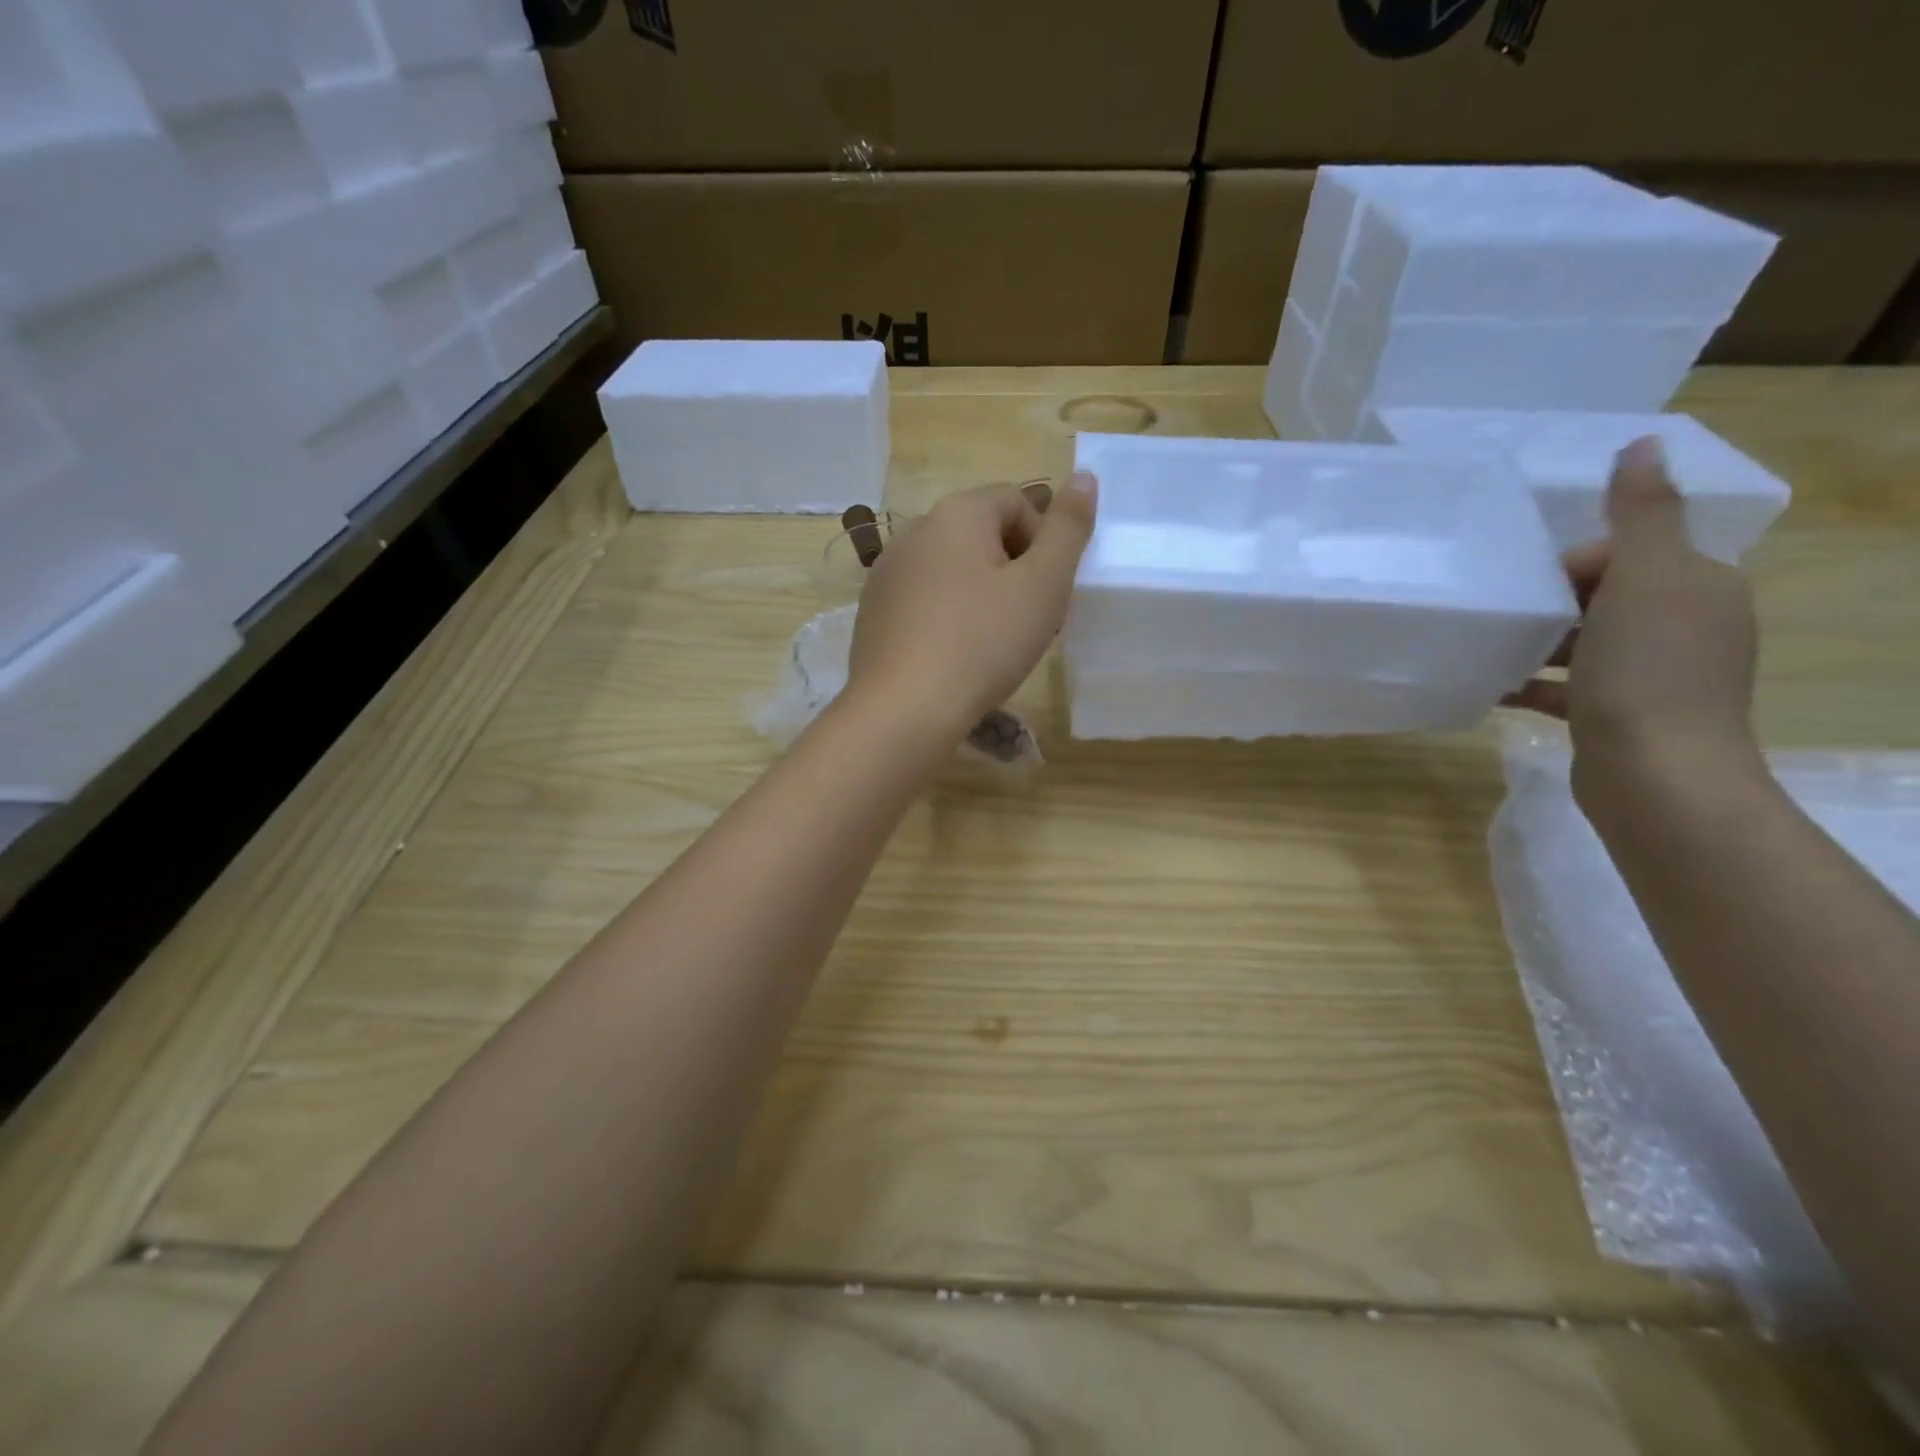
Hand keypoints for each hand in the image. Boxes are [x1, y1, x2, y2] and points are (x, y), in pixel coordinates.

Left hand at [846, 475, 1097, 737]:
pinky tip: (955, 657)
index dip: (1044, 542)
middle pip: (982, 535)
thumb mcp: (1043, 585)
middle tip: (1028, 621)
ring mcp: (887, 573)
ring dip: (982, 595)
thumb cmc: (983, 642)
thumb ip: (1068, 529)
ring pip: (953, 570)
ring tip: (994, 644)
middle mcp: (914, 531)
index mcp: (957, 513)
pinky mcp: (874, 612)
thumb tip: (1084, 477)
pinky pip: (924, 601)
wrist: (905, 708)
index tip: (1047, 591)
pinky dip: (948, 617)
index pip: (1016, 501)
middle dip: (1014, 570)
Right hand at [1506, 437, 1761, 790]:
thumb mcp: (1646, 580)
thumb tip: (1645, 442)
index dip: (1575, 562)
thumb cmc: (1646, 671)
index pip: (1628, 552)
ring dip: (1535, 643)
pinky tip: (1488, 687)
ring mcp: (1651, 676)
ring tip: (1485, 648)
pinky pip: (1564, 686)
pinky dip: (1530, 683)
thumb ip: (1642, 513)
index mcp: (1696, 587)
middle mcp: (1683, 627)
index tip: (1536, 586)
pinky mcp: (1617, 715)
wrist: (1655, 775)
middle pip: (1602, 596)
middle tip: (1503, 616)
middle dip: (1549, 602)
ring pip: (1582, 643)